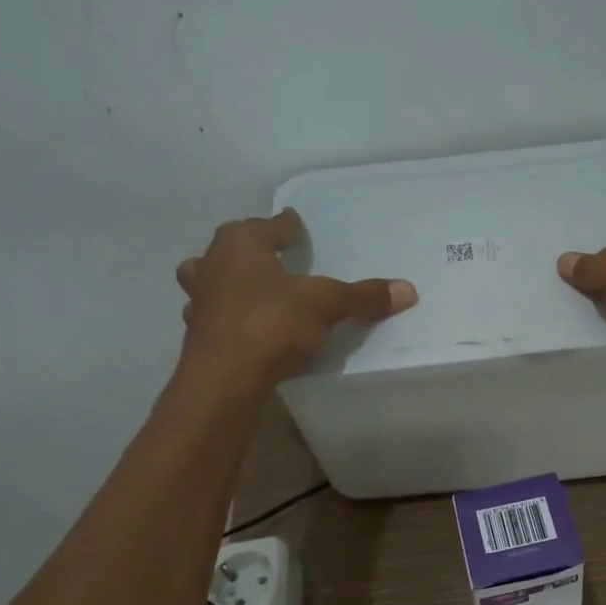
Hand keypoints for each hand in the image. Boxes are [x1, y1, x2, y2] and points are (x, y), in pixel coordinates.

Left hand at [175, 209, 416, 391]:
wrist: (224, 379)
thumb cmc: (272, 323)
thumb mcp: (327, 305)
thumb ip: (363, 296)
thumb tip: (408, 290)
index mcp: (241, 243)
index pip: (269, 225)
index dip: (287, 226)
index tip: (296, 225)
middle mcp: (212, 263)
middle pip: (233, 247)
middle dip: (251, 249)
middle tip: (274, 256)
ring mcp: (199, 299)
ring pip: (210, 278)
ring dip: (228, 281)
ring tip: (252, 289)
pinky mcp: (197, 333)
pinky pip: (214, 314)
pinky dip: (228, 316)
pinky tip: (244, 327)